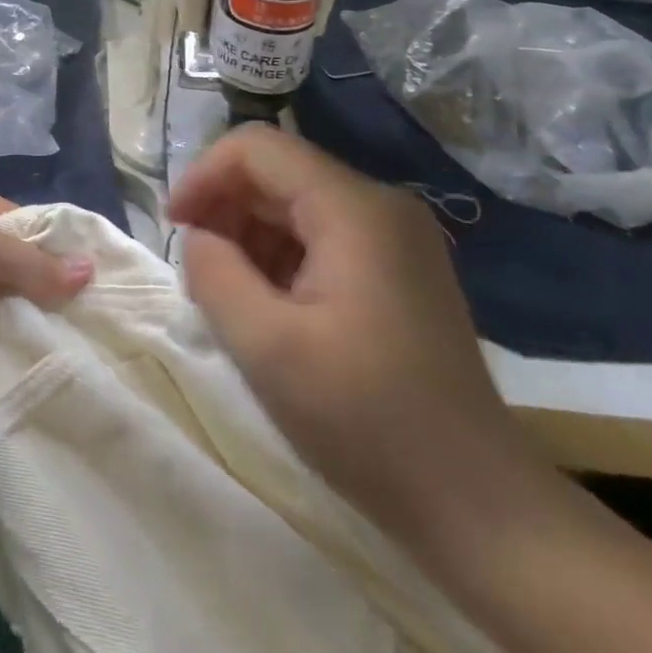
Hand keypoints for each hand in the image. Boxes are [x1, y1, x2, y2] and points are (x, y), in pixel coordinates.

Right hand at [171, 126, 546, 549]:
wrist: (477, 505)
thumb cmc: (366, 421)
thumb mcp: (265, 347)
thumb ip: (213, 273)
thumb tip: (198, 237)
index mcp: (354, 209)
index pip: (257, 147)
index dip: (203, 175)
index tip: (174, 227)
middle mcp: (379, 205)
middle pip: (277, 171)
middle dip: (224, 206)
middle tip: (195, 265)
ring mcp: (395, 237)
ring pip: (296, 202)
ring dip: (248, 234)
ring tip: (227, 292)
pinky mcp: (398, 268)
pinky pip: (321, 234)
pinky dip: (280, 256)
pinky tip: (268, 305)